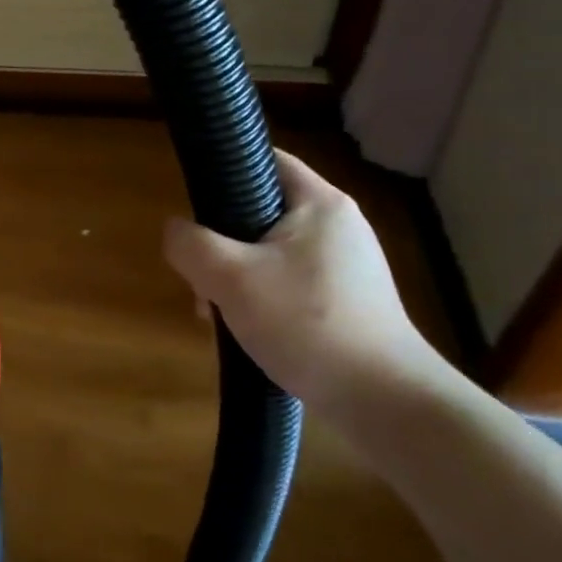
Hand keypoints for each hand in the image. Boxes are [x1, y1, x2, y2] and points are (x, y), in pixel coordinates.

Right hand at [162, 149, 443, 413]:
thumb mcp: (230, 278)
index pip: (263, 159)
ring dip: (235, 275)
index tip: (192, 205)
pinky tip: (247, 329)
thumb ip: (190, 244)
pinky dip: (261, 297)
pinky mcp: (348, 299)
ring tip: (218, 312)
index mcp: (319, 203)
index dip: (222, 170)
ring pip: (269, 251)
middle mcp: (338, 224)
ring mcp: (346, 264)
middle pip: (259, 210)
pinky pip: (288, 281)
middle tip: (201, 275)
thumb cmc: (307, 324)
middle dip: (220, 241)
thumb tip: (175, 231)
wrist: (386, 403)